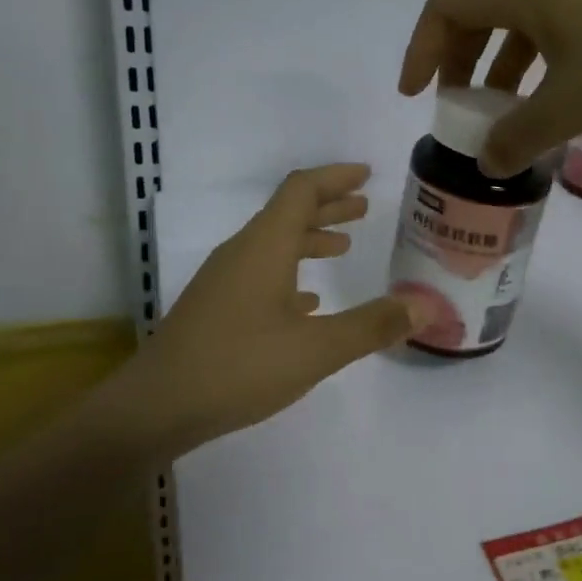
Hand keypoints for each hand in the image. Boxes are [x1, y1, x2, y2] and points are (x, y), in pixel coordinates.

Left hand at [126, 165, 413, 449]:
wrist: (156, 407)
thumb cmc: (238, 367)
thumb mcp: (316, 349)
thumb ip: (372, 325)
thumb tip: (425, 306)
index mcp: (264, 246)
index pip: (302, 190)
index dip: (336, 178)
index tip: (366, 174)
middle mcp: (242, 253)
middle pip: (288, 213)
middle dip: (329, 206)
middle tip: (364, 207)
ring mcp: (224, 281)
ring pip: (274, 244)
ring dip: (310, 239)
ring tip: (343, 247)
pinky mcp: (216, 308)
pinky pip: (260, 273)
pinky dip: (290, 273)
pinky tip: (308, 300)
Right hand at [398, 0, 581, 175]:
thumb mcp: (569, 105)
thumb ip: (518, 137)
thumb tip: (487, 162)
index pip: (444, 10)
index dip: (420, 51)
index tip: (414, 95)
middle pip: (476, 18)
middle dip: (458, 67)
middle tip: (457, 110)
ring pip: (516, 30)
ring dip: (498, 73)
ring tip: (502, 118)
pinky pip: (549, 36)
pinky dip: (535, 71)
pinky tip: (552, 107)